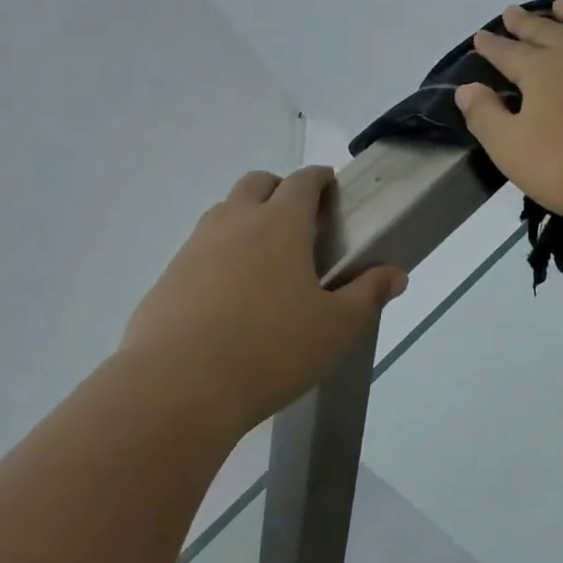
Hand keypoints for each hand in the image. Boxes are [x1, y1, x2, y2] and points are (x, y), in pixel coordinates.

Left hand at [119, 167, 406, 433]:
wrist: (180, 384)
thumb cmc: (272, 349)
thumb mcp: (336, 327)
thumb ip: (367, 295)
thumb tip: (395, 274)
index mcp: (279, 225)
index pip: (301, 183)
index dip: (318, 178)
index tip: (328, 184)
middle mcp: (233, 224)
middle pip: (255, 184)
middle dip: (278, 189)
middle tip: (298, 219)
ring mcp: (194, 249)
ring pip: (221, 214)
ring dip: (244, 219)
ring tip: (263, 258)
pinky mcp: (167, 279)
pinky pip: (197, 252)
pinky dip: (217, 256)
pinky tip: (227, 296)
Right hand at [455, 0, 562, 228]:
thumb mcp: (514, 152)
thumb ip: (486, 117)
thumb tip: (466, 89)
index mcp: (542, 71)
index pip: (508, 53)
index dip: (491, 46)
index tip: (480, 35)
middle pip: (546, 30)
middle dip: (525, 22)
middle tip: (511, 11)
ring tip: (560, 4)